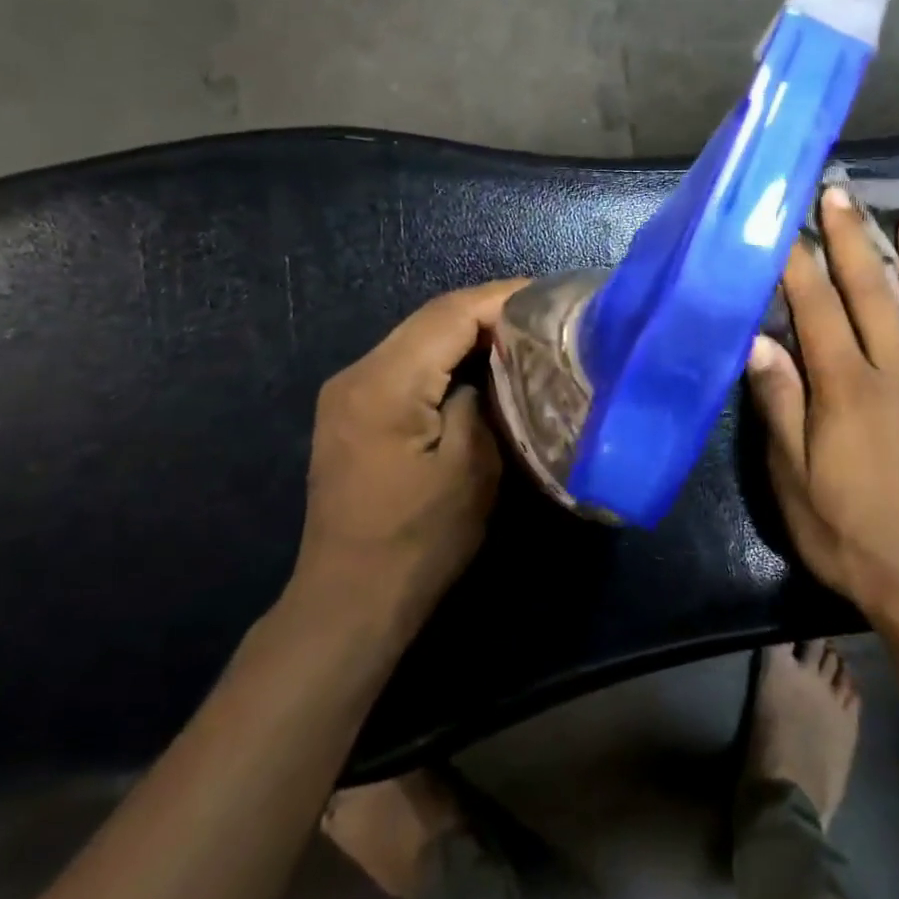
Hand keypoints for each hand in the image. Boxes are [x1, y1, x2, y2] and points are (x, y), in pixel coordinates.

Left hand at [293, 280, 529, 622]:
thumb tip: (492, 367)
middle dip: (488, 311)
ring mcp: (348, 392)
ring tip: (522, 336)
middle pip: (430, 320)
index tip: (550, 296)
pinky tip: (481, 367)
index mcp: (384, 383)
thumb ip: (482, 399)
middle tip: (544, 315)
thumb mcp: (471, 468)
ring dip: (468, 334)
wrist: (349, 602)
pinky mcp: (352, 412)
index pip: (449, 314)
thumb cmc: (417, 542)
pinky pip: (405, 366)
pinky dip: (445, 359)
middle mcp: (357, 373)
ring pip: (418, 340)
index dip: (501, 298)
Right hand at [746, 187, 898, 624]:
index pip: (818, 312)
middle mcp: (897, 375)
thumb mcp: (795, 479)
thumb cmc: (848, 532)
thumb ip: (781, 406)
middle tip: (840, 197)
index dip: (800, 266)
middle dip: (851, 242)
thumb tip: (759, 343)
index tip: (789, 226)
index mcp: (848, 390)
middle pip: (872, 296)